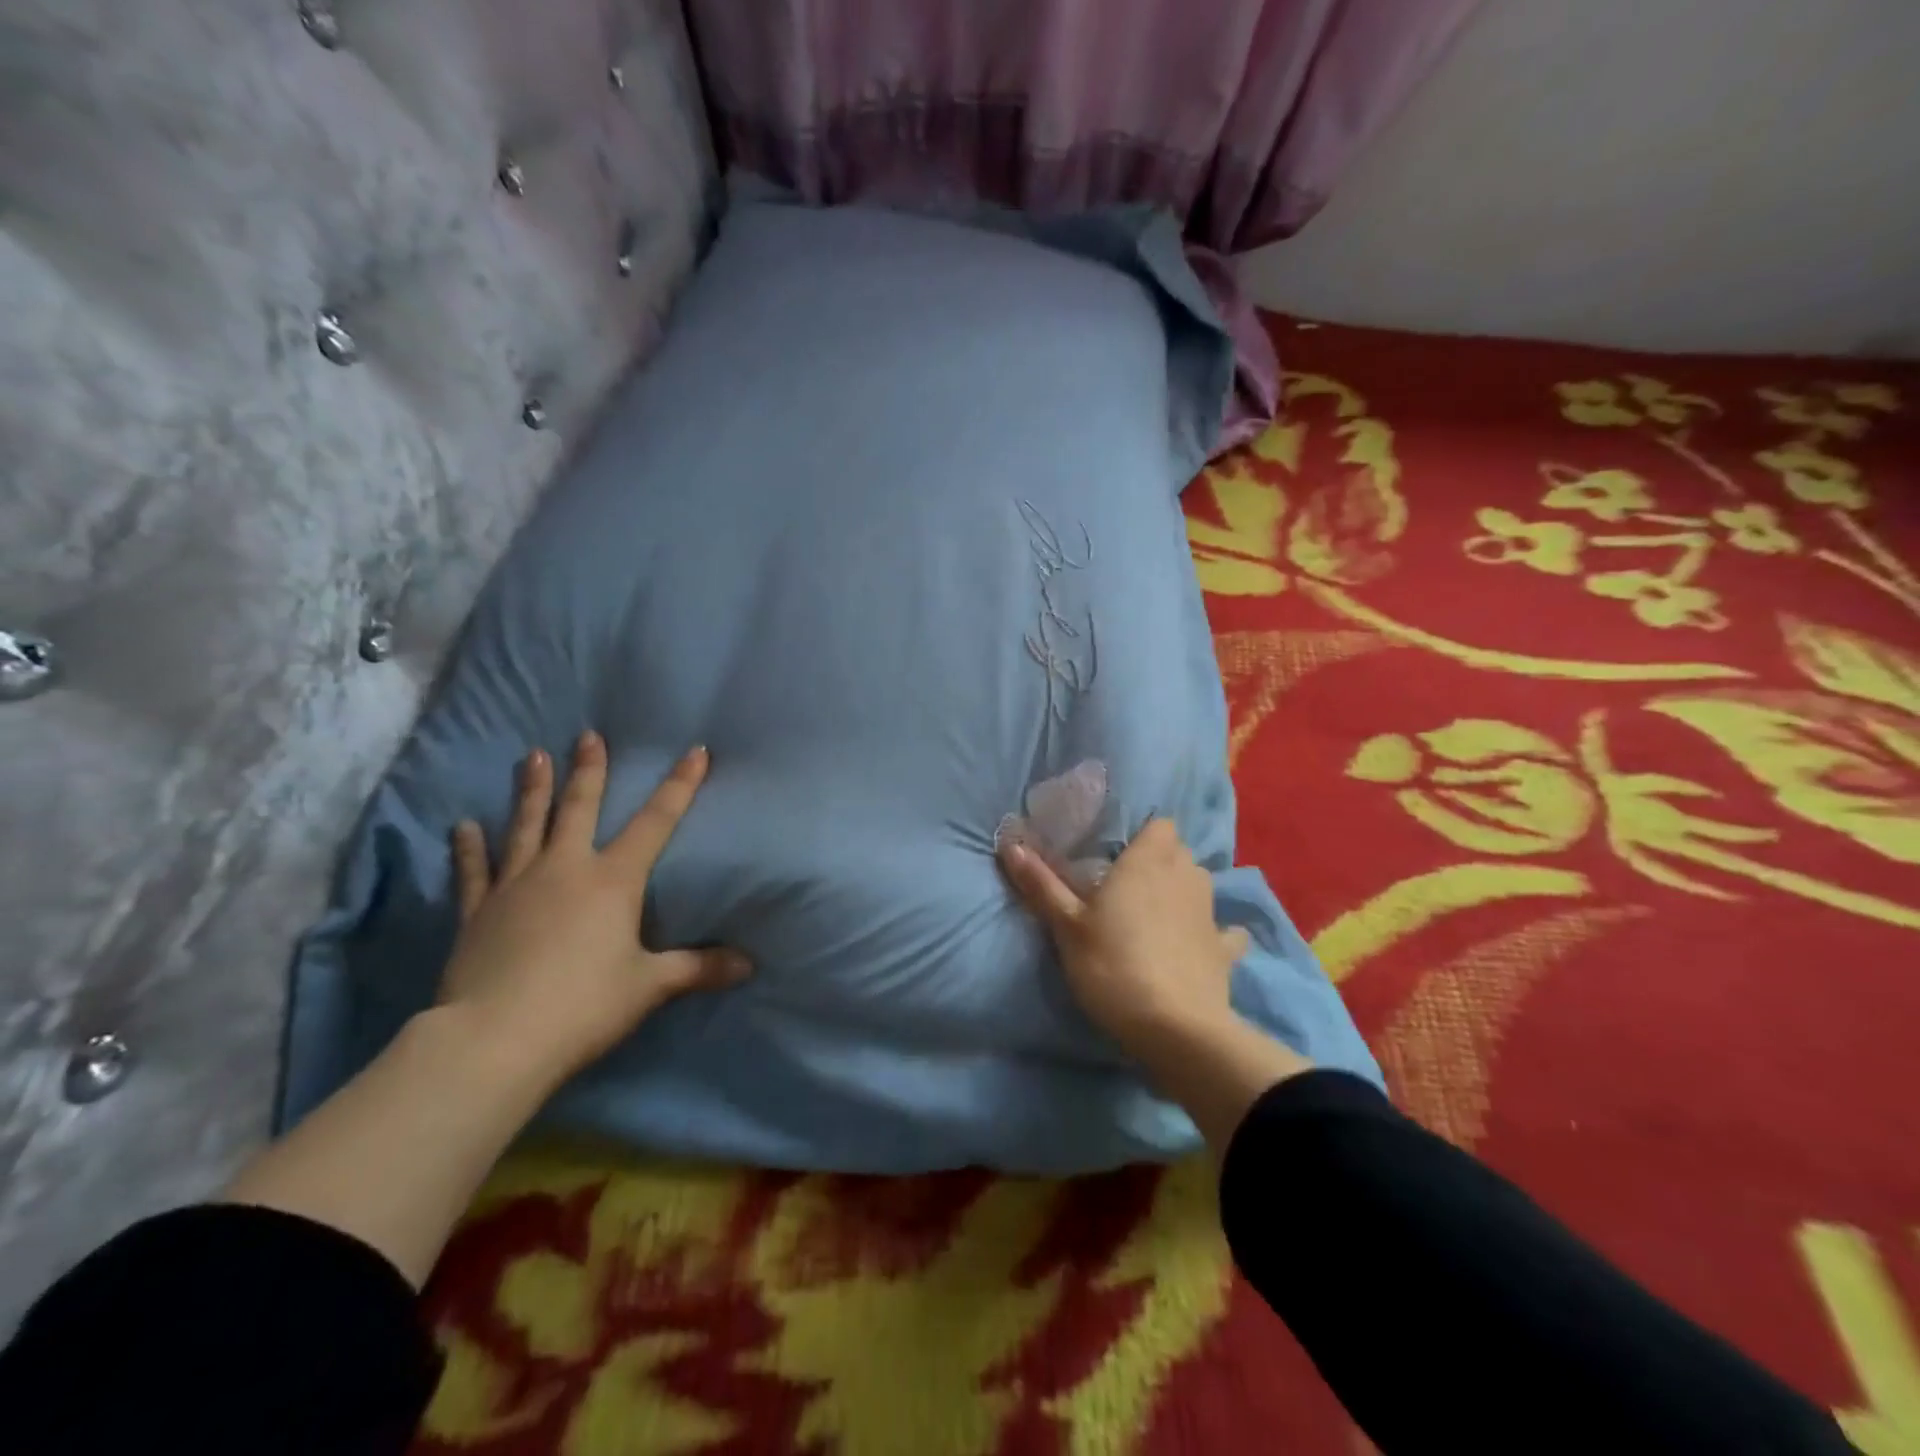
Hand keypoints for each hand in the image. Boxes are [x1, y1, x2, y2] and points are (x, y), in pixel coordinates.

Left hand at [441, 731, 749, 1085]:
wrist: (495, 1040)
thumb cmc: (584, 1005)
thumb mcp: (650, 986)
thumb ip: (698, 968)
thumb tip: (749, 964)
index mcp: (614, 880)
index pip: (657, 822)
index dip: (680, 785)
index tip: (695, 751)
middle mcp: (565, 869)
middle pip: (579, 809)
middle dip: (589, 771)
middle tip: (588, 736)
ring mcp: (516, 886)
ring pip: (526, 827)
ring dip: (531, 791)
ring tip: (531, 757)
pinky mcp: (477, 913)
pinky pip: (474, 871)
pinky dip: (469, 848)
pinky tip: (464, 826)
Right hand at [1000, 818, 1248, 1060]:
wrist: (1175, 1029)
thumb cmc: (1113, 966)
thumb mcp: (1066, 927)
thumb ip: (1041, 884)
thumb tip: (1010, 843)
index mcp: (1148, 861)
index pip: (1160, 824)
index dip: (1143, 834)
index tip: (1118, 854)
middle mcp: (1185, 876)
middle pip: (1179, 851)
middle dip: (1160, 860)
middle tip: (1127, 885)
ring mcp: (1211, 913)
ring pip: (1201, 885)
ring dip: (1183, 891)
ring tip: (1156, 913)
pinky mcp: (1225, 951)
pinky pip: (1223, 931)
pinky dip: (1213, 934)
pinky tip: (1197, 946)